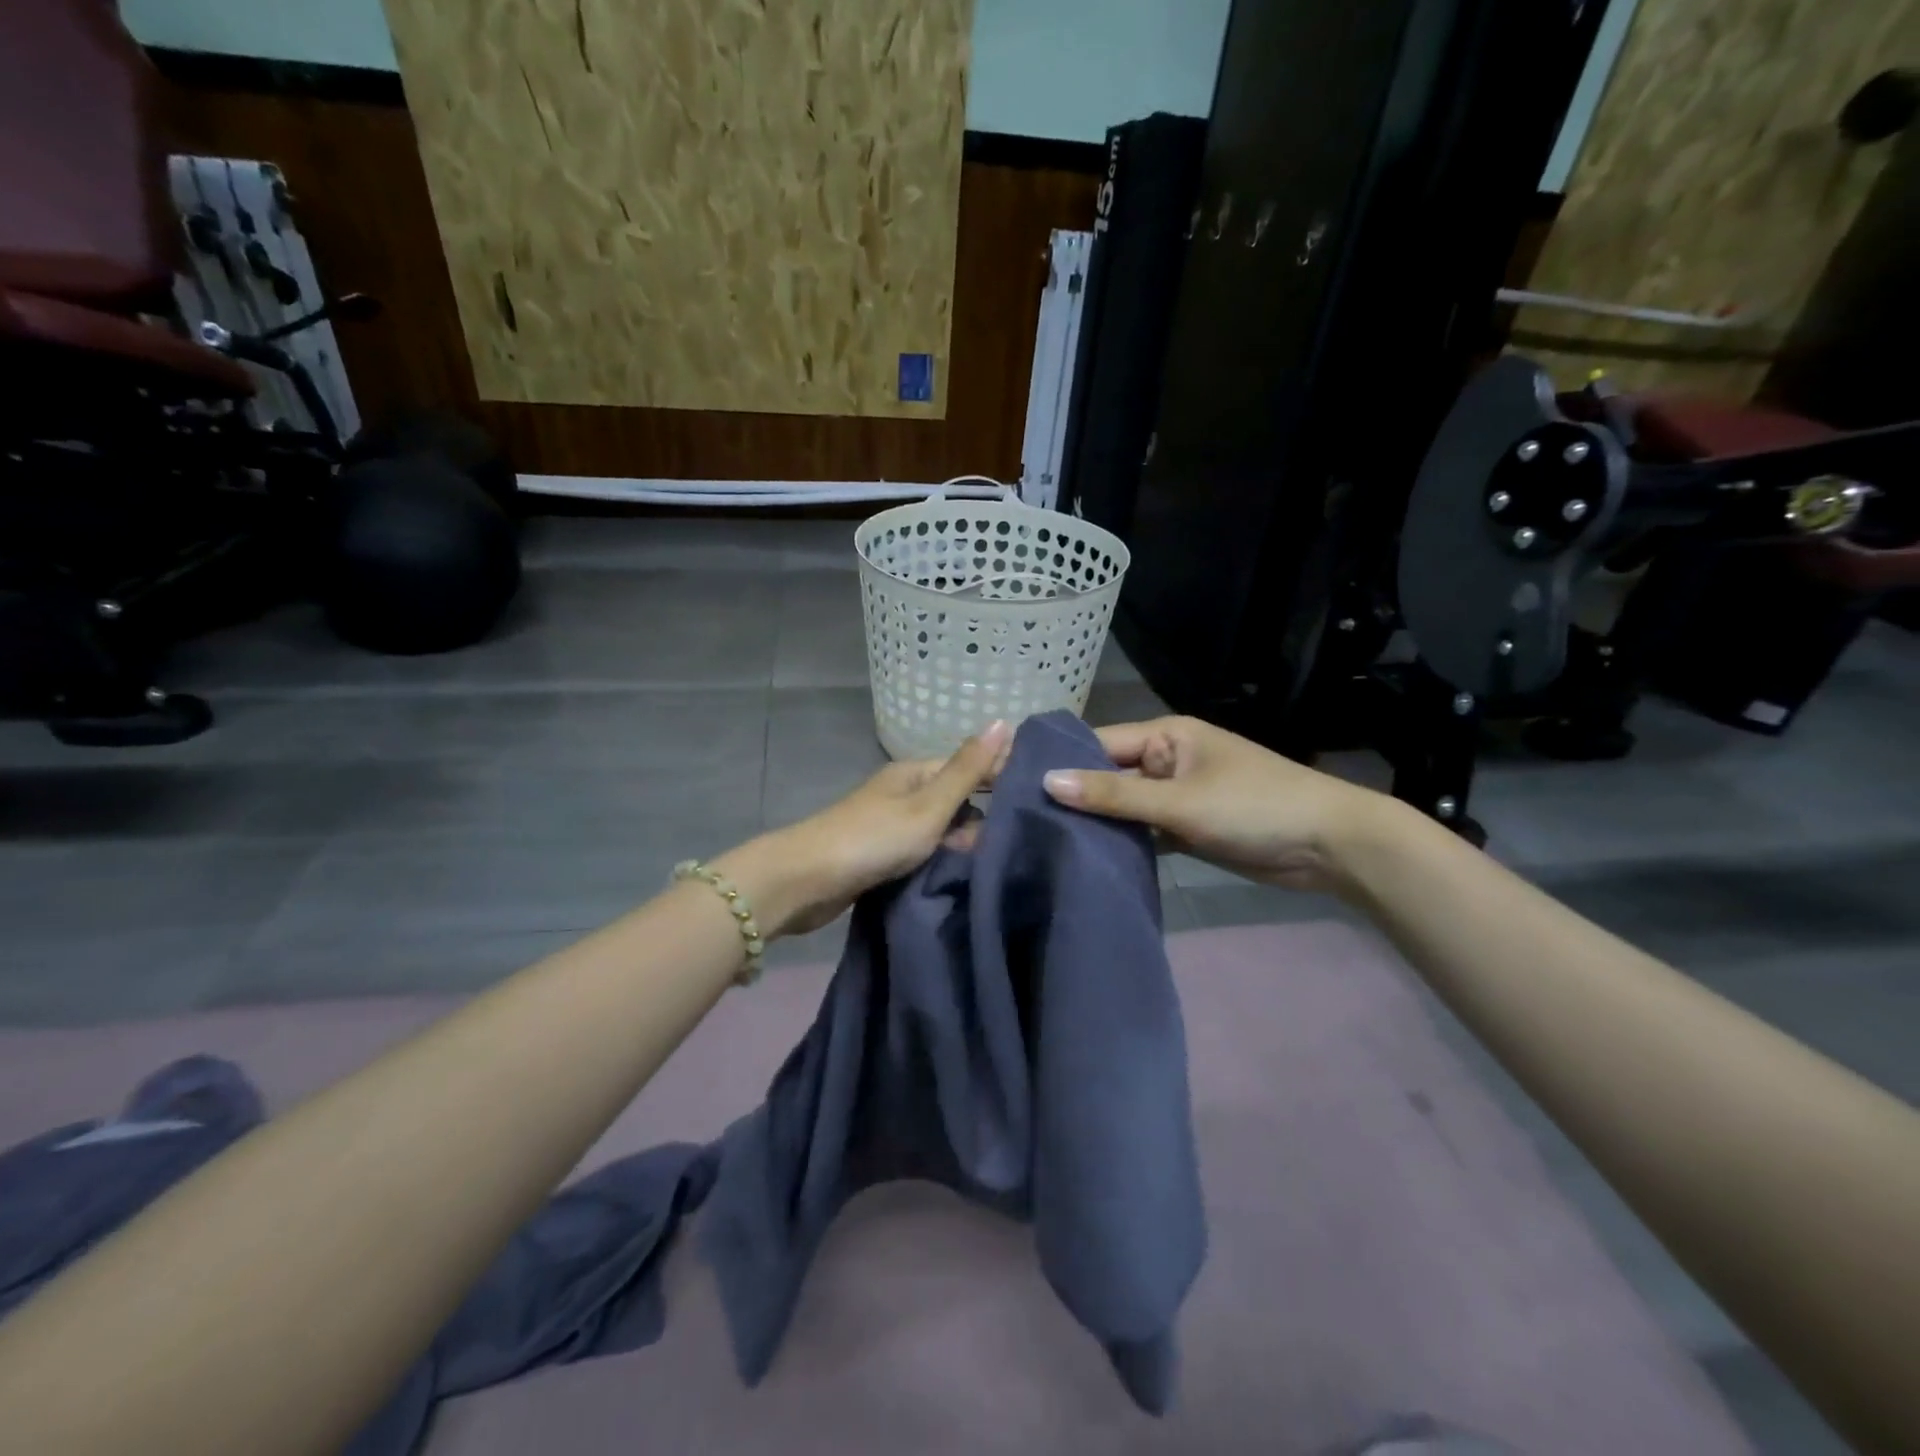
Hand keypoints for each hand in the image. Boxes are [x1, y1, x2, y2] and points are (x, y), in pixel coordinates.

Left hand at [715, 720, 1012, 938]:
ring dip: (965, 843)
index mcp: (915, 773)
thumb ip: (967, 770)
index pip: (970, 767)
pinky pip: (925, 852)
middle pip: (957, 799)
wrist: (806, 881)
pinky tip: (964, 875)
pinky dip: (943, 860)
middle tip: (1020, 843)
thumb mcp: (928, 805)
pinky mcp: (883, 856)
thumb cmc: (873, 839)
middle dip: (985, 818)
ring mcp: (892, 825)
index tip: (1038, 800)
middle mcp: (905, 793)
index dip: (1001, 779)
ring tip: (998, 863)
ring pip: (942, 829)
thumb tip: (1003, 721)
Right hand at [1041, 716, 1392, 895]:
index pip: (1099, 743)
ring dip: (1098, 822)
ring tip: (1044, 841)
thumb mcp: (1179, 801)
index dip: (1060, 763)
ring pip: (1125, 805)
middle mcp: (1168, 759)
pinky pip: (1145, 829)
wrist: (1330, 846)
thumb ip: (1114, 794)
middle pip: (1109, 775)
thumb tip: (1047, 782)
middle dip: (1075, 796)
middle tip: (1022, 821)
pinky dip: (1125, 841)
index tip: (1015, 786)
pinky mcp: (1188, 827)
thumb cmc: (1253, 808)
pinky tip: (1089, 858)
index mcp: (1167, 735)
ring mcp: (1178, 795)